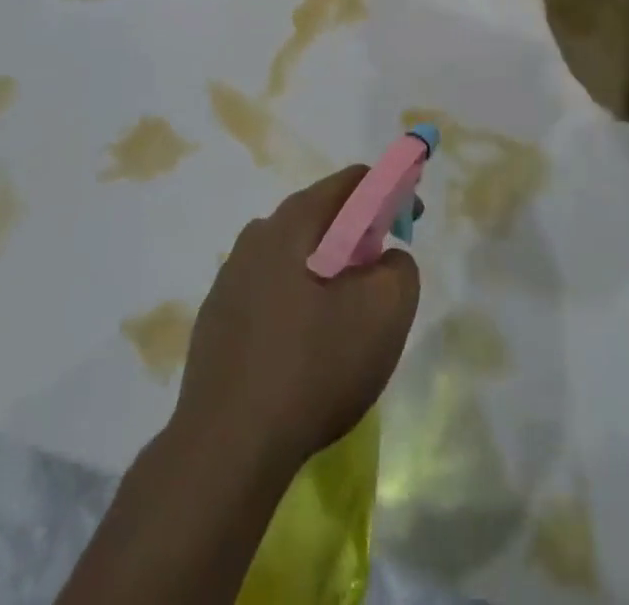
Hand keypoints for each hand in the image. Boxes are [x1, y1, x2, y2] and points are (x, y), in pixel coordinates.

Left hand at [176, 168, 419, 472]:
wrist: (227, 446)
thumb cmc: (314, 368)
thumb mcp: (385, 314)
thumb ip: (400, 269)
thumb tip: (386, 260)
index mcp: (294, 222)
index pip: (352, 182)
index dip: (390, 192)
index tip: (411, 223)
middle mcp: (257, 235)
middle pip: (320, 216)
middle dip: (358, 234)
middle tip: (382, 274)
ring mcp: (230, 276)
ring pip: (293, 255)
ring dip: (325, 270)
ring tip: (346, 317)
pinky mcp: (217, 316)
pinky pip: (269, 290)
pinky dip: (296, 300)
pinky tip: (304, 347)